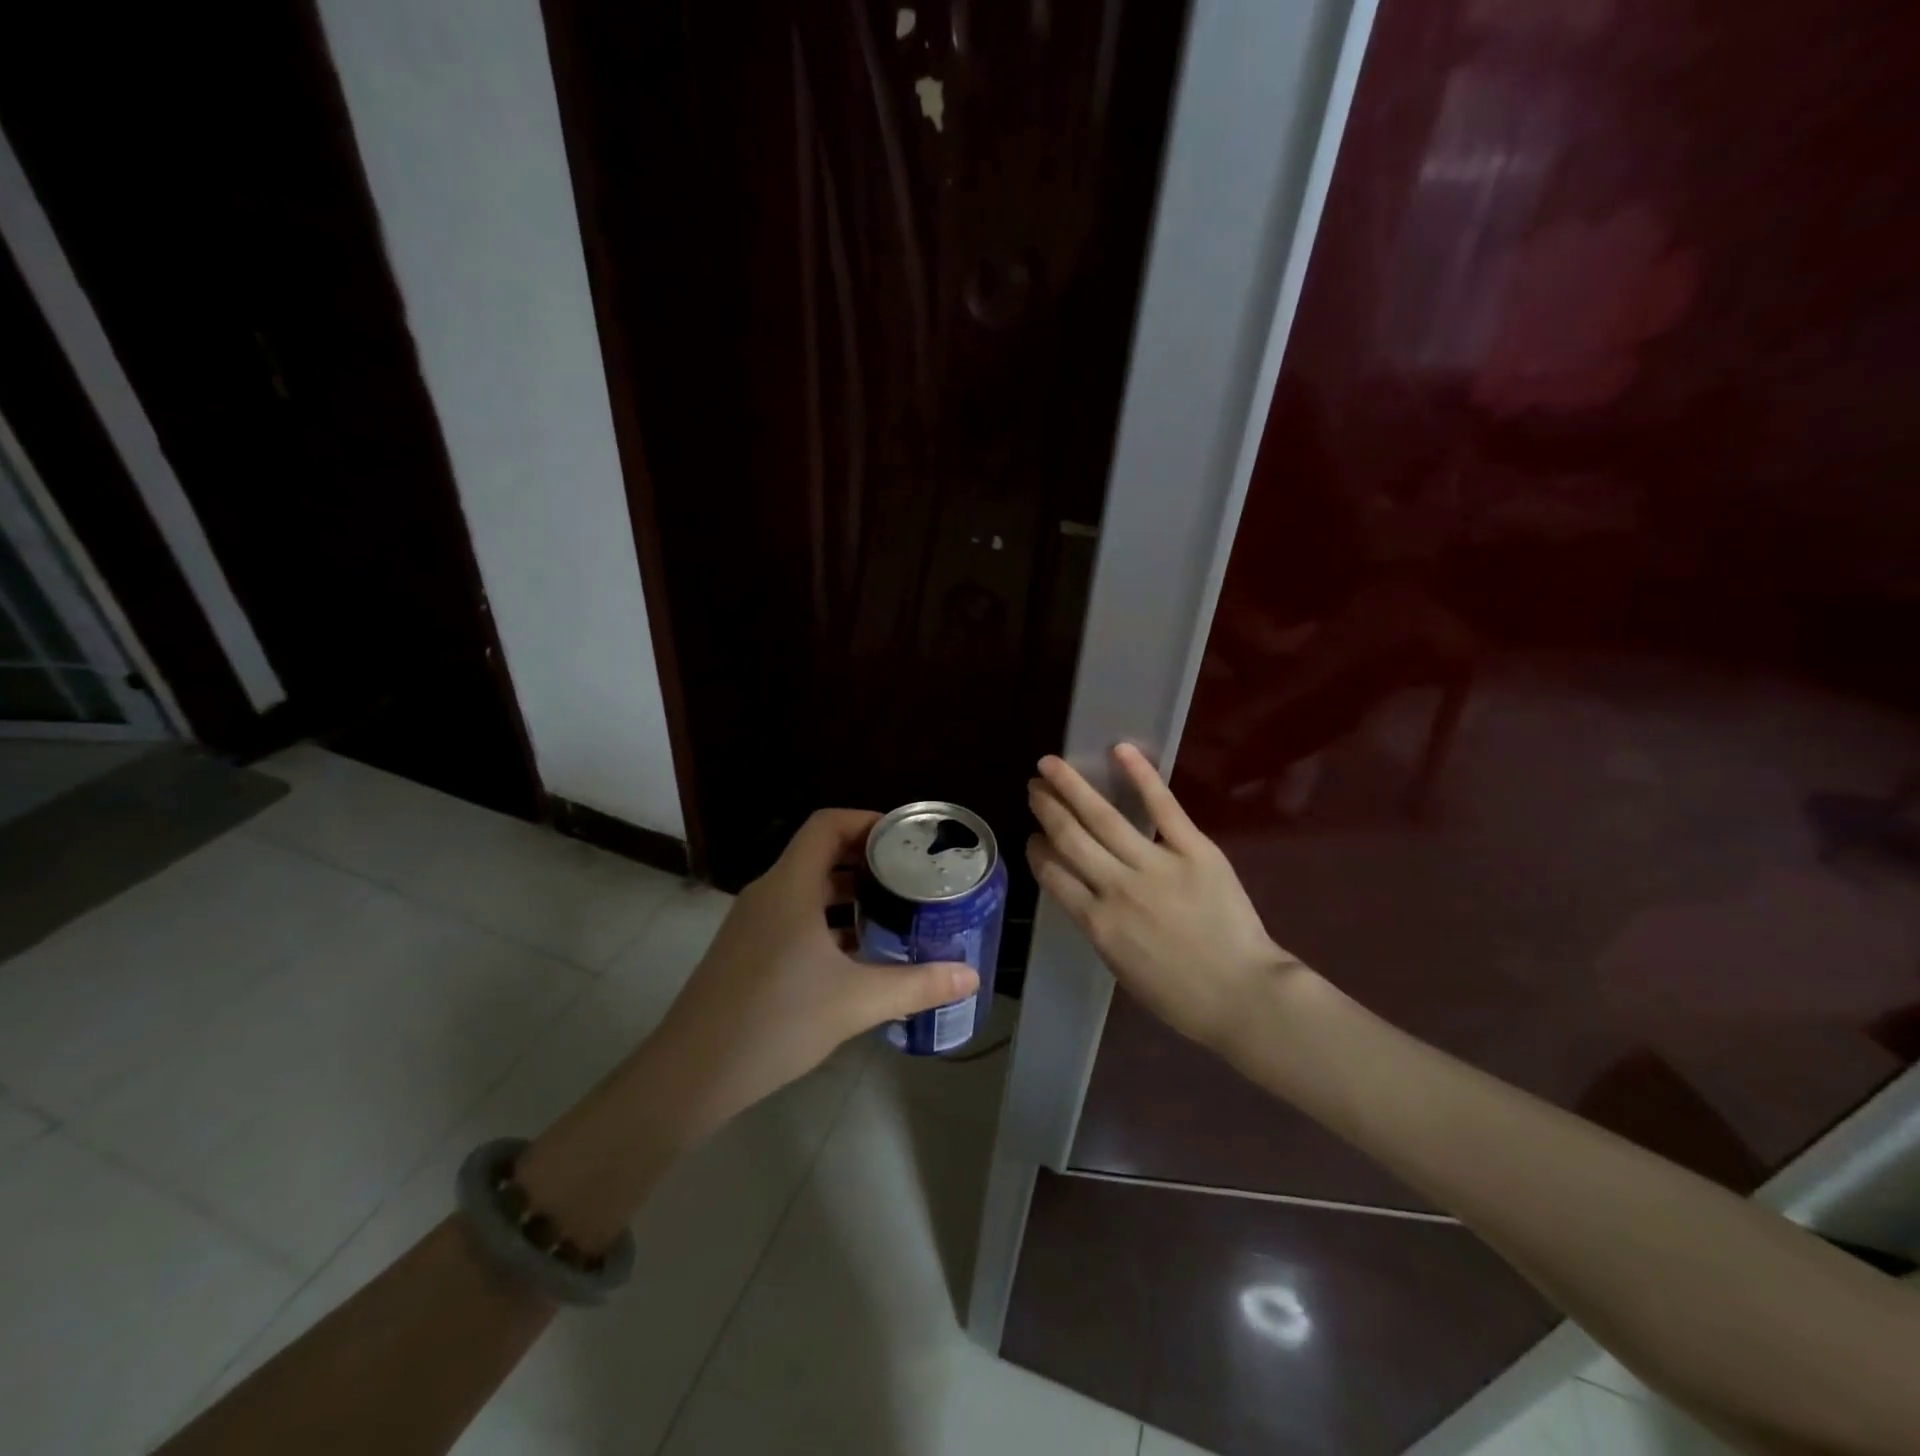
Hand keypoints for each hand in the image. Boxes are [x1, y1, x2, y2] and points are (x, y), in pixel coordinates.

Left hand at [654, 808, 977, 1137]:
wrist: (691, 1075)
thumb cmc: (775, 1021)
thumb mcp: (856, 1002)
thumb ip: (916, 985)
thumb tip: (970, 976)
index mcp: (790, 886)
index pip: (827, 824)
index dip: (867, 820)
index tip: (905, 838)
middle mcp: (768, 894)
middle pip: (819, 853)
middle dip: (866, 859)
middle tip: (911, 875)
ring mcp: (752, 924)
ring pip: (806, 889)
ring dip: (847, 894)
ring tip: (892, 910)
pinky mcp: (746, 952)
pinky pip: (793, 917)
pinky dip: (827, 922)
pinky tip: (856, 955)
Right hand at [1027, 745, 1304, 1053]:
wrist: (1244, 996)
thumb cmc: (1181, 996)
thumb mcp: (1121, 967)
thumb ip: (1098, 925)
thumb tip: (1084, 891)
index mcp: (1097, 922)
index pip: (1052, 874)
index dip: (1037, 850)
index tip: (1033, 836)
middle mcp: (1116, 887)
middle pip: (1069, 837)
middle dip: (1046, 809)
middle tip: (1033, 788)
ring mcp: (1154, 865)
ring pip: (1102, 816)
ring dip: (1071, 787)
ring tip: (1050, 765)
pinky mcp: (1193, 849)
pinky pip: (1162, 806)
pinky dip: (1140, 775)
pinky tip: (1119, 749)